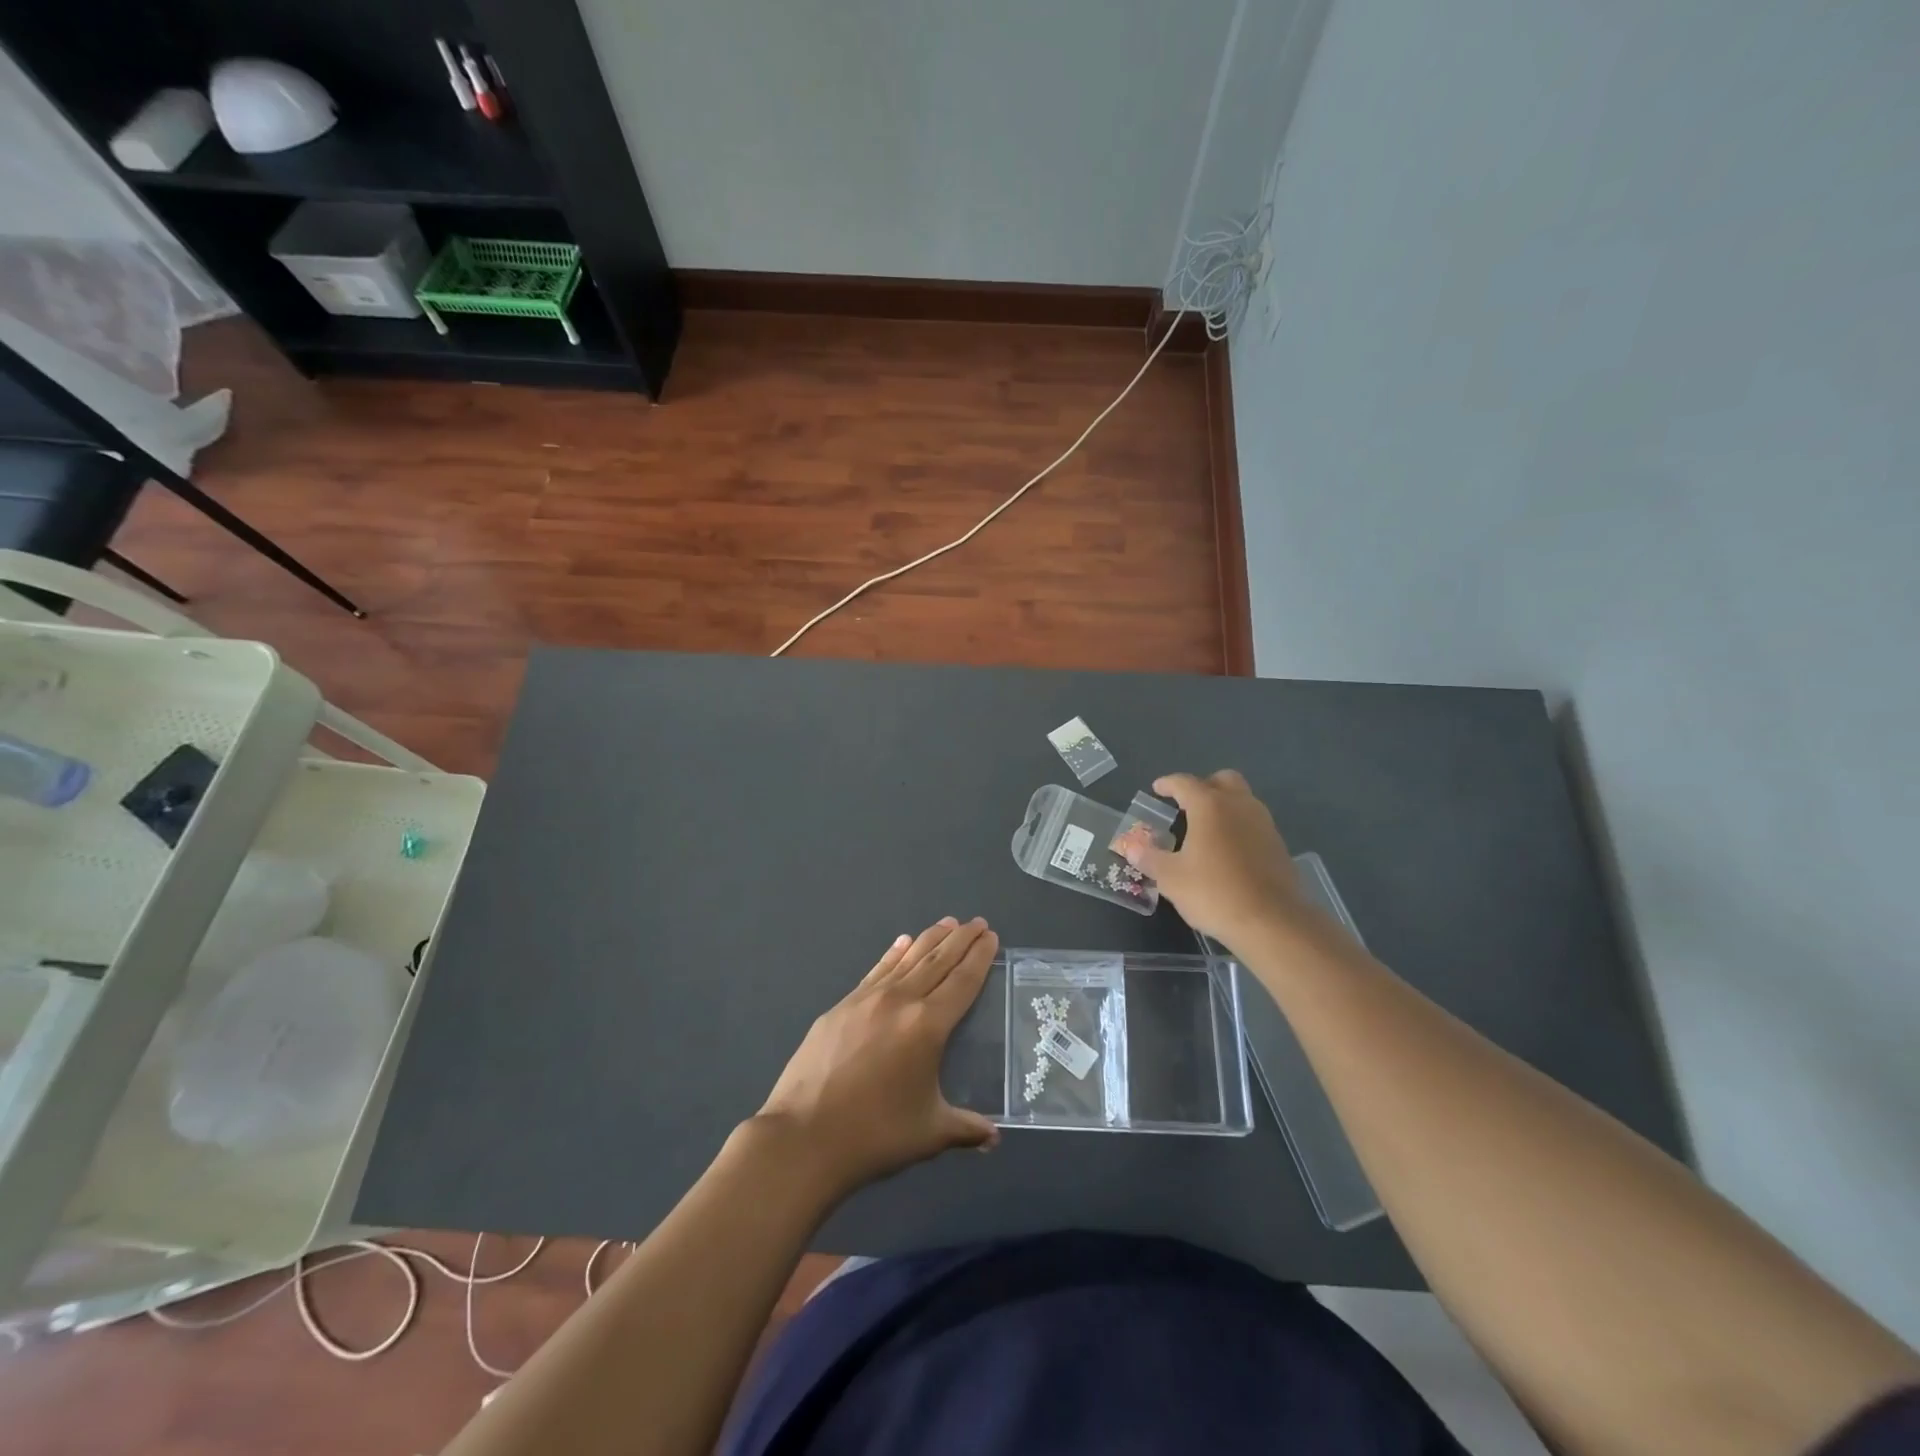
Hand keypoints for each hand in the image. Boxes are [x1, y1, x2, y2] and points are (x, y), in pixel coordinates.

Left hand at [755, 918, 999, 1199]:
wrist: (803, 1136)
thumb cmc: (874, 1135)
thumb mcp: (929, 1133)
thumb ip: (965, 1128)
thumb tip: (993, 1137)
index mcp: (927, 1026)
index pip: (962, 981)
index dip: (978, 957)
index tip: (991, 936)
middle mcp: (900, 1001)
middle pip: (937, 960)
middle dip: (960, 939)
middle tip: (977, 922)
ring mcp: (866, 999)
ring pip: (906, 959)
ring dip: (929, 939)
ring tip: (947, 923)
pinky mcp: (841, 1007)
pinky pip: (876, 971)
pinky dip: (892, 954)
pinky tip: (901, 943)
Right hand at [1121, 771, 1301, 948]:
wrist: (1273, 922)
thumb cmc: (1214, 893)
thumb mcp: (1171, 878)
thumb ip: (1149, 858)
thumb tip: (1131, 847)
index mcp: (1210, 806)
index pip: (1185, 783)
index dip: (1168, 784)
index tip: (1157, 789)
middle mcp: (1239, 806)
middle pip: (1223, 780)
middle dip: (1203, 786)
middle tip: (1187, 804)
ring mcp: (1264, 824)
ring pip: (1242, 800)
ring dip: (1224, 805)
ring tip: (1205, 828)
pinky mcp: (1279, 845)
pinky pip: (1254, 823)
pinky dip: (1238, 826)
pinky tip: (1227, 851)